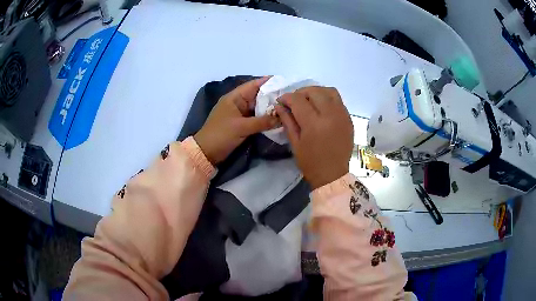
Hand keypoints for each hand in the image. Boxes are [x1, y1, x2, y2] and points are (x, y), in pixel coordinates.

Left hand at [194, 77, 278, 164]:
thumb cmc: (221, 135)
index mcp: (234, 98)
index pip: (253, 85)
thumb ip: (262, 122)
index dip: (267, 82)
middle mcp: (237, 103)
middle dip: (272, 96)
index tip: (283, 81)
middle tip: (289, 96)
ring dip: (269, 108)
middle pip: (257, 96)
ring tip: (286, 107)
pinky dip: (264, 118)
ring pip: (257, 107)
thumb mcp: (242, 127)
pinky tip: (276, 119)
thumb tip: (281, 118)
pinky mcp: (241, 124)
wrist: (206, 152)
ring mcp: (239, 114)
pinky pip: (255, 118)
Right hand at [275, 87, 352, 188]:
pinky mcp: (348, 118)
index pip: (298, 100)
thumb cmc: (310, 162)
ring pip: (329, 91)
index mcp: (314, 124)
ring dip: (316, 92)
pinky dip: (327, 98)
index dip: (287, 97)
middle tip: (294, 101)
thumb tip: (279, 105)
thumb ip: (287, 121)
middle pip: (314, 91)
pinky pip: (338, 99)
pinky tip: (321, 106)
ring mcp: (342, 115)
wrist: (333, 174)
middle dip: (300, 92)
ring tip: (309, 100)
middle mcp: (330, 115)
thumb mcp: (295, 143)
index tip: (281, 101)